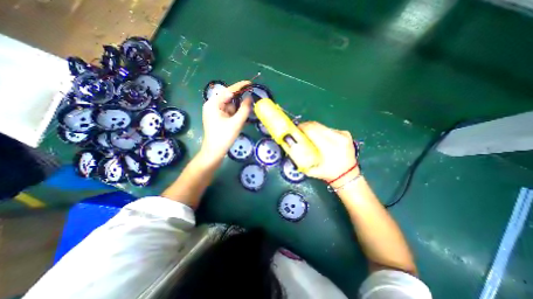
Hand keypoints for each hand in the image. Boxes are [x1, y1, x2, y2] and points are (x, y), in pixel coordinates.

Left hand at [200, 80, 251, 164]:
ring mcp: (215, 112)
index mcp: (213, 103)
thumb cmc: (224, 137)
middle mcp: (212, 105)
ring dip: (238, 108)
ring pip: (230, 106)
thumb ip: (244, 109)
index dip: (240, 86)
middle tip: (251, 99)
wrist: (214, 152)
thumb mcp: (236, 122)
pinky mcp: (218, 118)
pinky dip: (236, 114)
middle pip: (229, 98)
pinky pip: (229, 112)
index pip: (228, 91)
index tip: (250, 83)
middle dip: (240, 99)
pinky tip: (241, 118)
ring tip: (245, 112)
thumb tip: (250, 98)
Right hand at [296, 121, 356, 182]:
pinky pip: (329, 129)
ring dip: (313, 128)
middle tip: (299, 130)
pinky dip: (321, 131)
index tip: (295, 129)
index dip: (302, 128)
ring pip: (322, 126)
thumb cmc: (329, 174)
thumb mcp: (312, 170)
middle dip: (306, 126)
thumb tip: (291, 148)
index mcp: (329, 147)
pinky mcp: (345, 133)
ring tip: (308, 134)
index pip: (312, 131)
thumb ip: (301, 159)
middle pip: (316, 125)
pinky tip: (319, 137)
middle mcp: (337, 138)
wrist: (348, 176)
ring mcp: (343, 134)